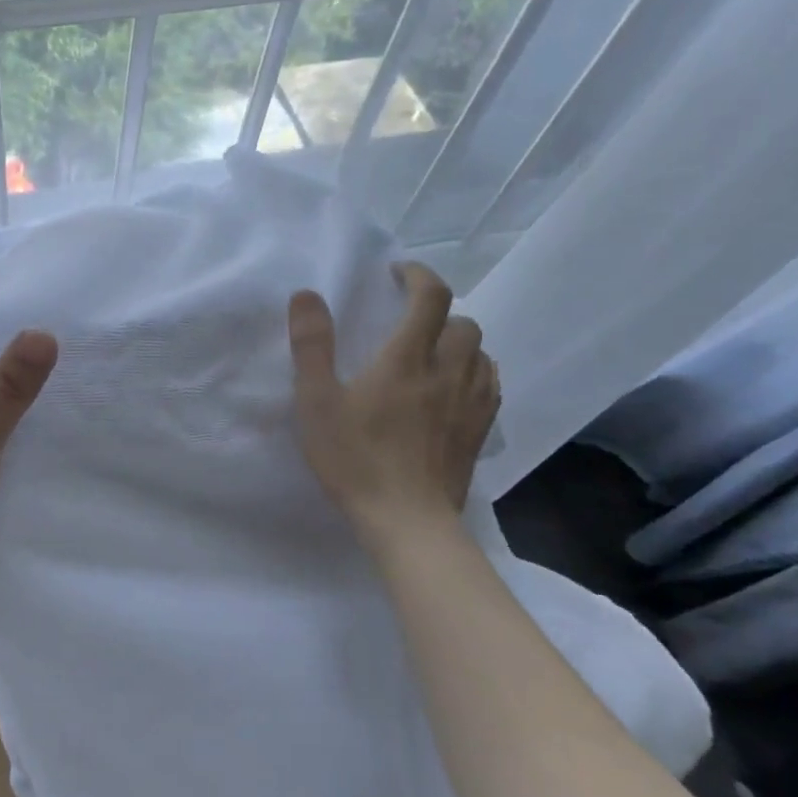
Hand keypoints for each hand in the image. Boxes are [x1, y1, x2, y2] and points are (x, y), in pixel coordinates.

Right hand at [287, 262, 498, 532]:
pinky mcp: (480, 431)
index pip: (431, 296)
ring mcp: (471, 403)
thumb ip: (312, 345)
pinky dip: (474, 372)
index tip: (397, 275)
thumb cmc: (355, 459)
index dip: (418, 275)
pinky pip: (490, 384)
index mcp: (408, 358)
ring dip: (459, 342)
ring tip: (432, 353)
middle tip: (408, 322)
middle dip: (439, 311)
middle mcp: (448, 371)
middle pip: (464, 323)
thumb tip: (307, 294)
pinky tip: (454, 388)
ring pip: (482, 353)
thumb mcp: (316, 401)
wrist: (407, 521)